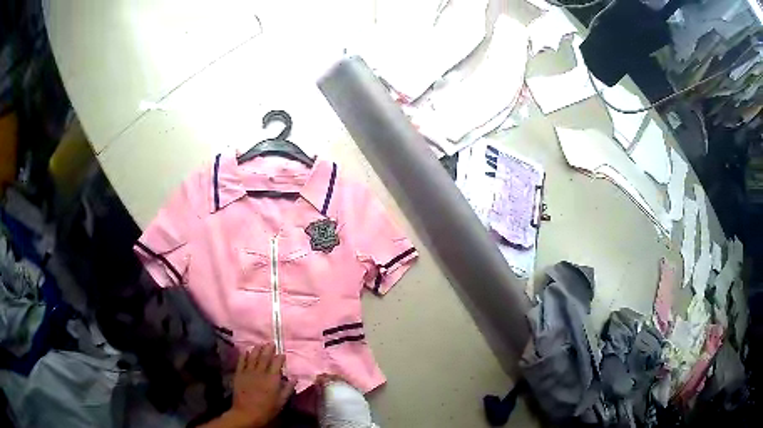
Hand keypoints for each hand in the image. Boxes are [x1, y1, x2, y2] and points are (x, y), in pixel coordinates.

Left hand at [215, 344, 295, 427]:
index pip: (277, 363)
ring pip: (253, 357)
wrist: (247, 412)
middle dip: (268, 349)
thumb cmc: (267, 409)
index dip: (280, 357)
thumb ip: (288, 389)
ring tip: (259, 344)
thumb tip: (295, 378)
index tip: (282, 353)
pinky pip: (241, 362)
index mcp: (272, 379)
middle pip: (264, 357)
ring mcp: (248, 372)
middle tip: (271, 342)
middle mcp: (260, 372)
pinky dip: (244, 355)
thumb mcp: (281, 401)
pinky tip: (245, 351)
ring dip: (256, 349)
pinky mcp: (239, 374)